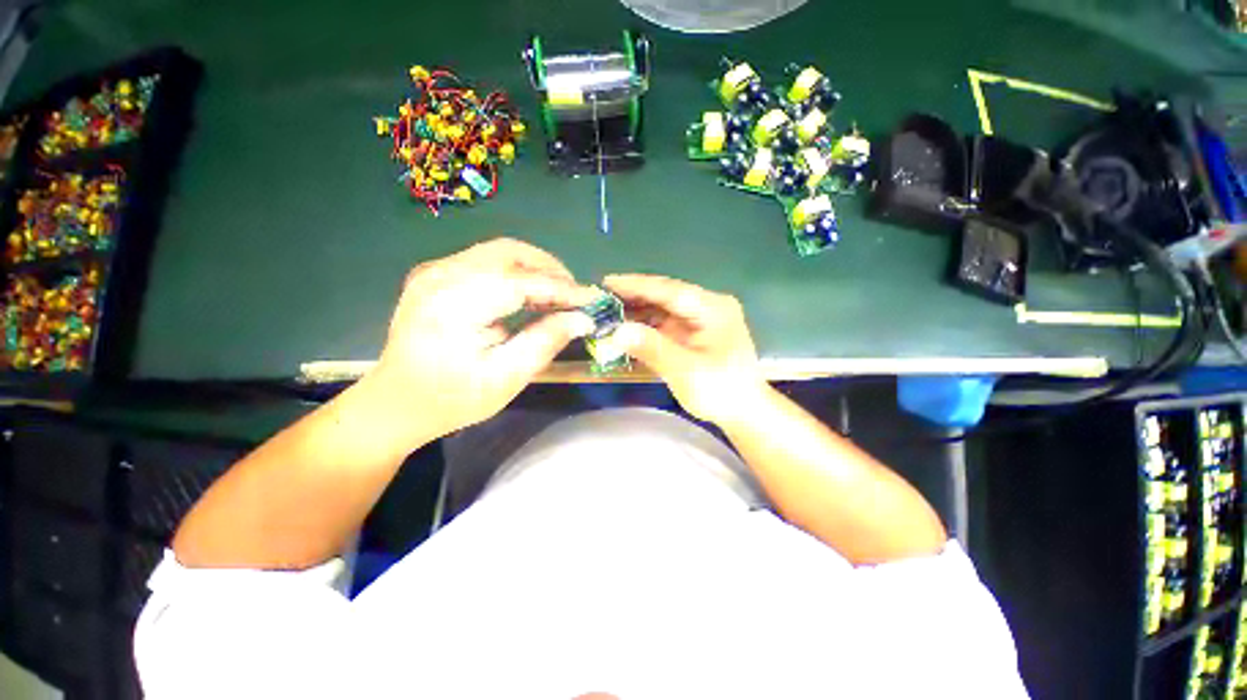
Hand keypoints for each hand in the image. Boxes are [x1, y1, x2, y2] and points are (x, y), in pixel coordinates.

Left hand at [371, 238, 596, 441]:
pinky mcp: (436, 275)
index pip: (521, 282)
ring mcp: (434, 271)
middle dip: (549, 270)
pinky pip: (486, 261)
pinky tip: (529, 295)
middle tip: (574, 296)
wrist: (395, 404)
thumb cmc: (452, 399)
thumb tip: (582, 319)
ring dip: (534, 269)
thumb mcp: (505, 378)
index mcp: (454, 304)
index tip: (592, 300)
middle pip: (509, 253)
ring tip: (557, 296)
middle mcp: (441, 275)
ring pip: (499, 252)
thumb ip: (545, 342)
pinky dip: (515, 273)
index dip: (562, 289)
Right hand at [605, 274, 767, 426]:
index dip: (636, 285)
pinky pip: (664, 325)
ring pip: (662, 310)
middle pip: (664, 297)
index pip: (669, 289)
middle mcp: (706, 308)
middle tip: (600, 299)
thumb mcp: (686, 370)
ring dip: (636, 313)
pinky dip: (645, 327)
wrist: (744, 412)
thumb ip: (652, 348)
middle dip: (633, 298)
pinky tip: (625, 330)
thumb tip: (617, 330)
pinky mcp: (693, 334)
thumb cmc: (720, 390)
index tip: (606, 282)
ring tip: (606, 314)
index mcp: (712, 308)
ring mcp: (699, 321)